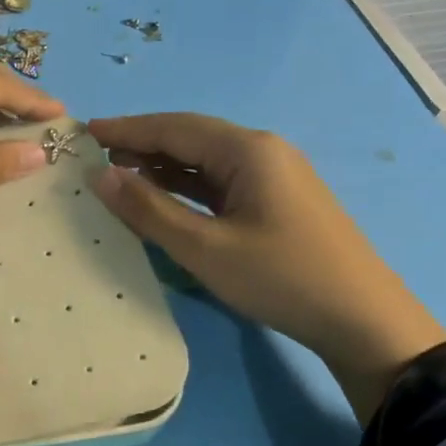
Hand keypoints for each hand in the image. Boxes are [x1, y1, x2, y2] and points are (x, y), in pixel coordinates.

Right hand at [88, 113, 445, 423]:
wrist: (361, 318)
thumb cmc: (280, 278)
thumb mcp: (205, 248)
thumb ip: (150, 210)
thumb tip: (101, 176)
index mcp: (248, 150)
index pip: (174, 127)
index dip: (127, 129)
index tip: (84, 132)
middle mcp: (262, 151)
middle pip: (191, 138)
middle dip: (142, 145)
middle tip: (95, 158)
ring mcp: (274, 176)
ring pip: (206, 162)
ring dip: (163, 167)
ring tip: (119, 176)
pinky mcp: (277, 202)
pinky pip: (221, 183)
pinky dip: (187, 188)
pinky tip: (163, 199)